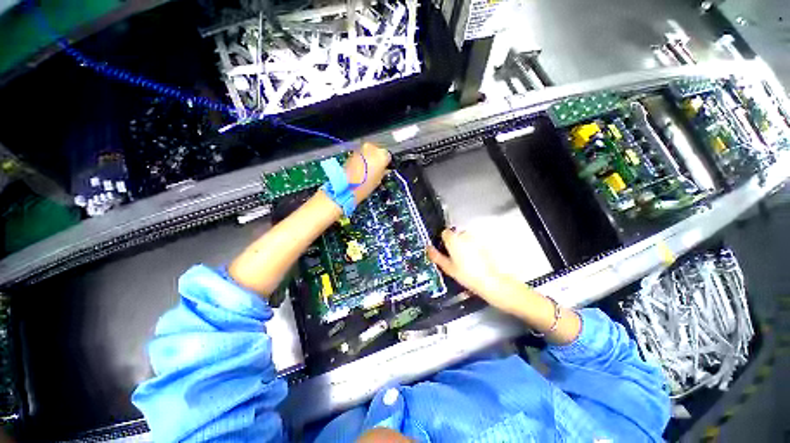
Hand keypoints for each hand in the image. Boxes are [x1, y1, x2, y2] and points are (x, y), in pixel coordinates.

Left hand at [346, 143, 390, 203]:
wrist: (346, 184)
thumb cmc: (366, 184)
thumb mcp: (379, 180)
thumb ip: (383, 171)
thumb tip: (384, 169)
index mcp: (382, 155)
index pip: (388, 156)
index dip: (386, 163)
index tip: (385, 168)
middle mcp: (372, 148)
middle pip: (378, 151)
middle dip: (377, 158)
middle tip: (376, 169)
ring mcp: (361, 148)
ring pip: (368, 151)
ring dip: (369, 158)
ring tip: (367, 169)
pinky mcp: (352, 152)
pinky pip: (361, 154)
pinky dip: (362, 159)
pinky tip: (360, 168)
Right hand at [427, 228, 517, 311]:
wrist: (492, 281)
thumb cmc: (469, 275)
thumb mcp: (448, 268)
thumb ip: (436, 256)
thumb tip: (429, 249)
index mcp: (453, 239)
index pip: (444, 233)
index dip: (443, 241)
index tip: (445, 250)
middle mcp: (464, 235)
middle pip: (455, 235)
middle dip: (454, 243)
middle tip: (456, 257)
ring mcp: (476, 237)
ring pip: (466, 238)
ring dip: (465, 245)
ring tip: (467, 260)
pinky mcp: (485, 242)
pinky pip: (476, 242)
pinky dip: (475, 248)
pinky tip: (476, 260)